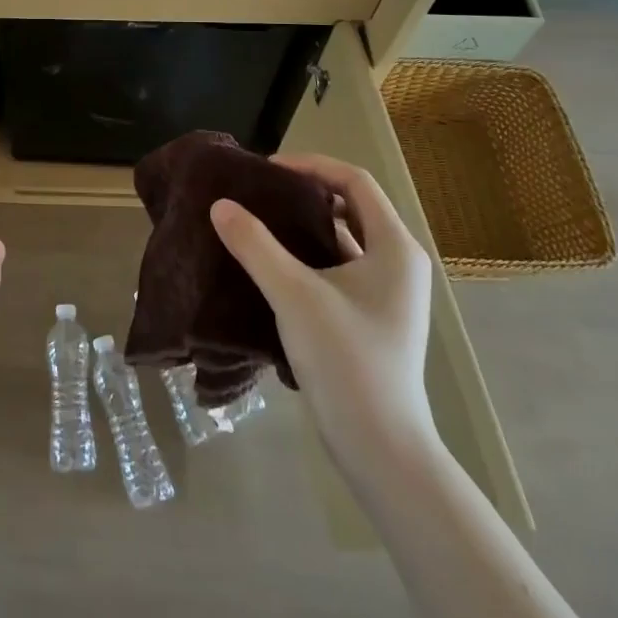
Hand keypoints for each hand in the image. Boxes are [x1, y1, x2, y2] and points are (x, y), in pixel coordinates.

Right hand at [210, 153, 436, 470]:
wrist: (382, 451)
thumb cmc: (347, 361)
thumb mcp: (294, 295)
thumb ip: (255, 245)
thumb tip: (219, 204)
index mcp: (395, 246)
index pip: (354, 180)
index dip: (310, 166)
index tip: (266, 171)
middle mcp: (399, 262)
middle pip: (350, 206)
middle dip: (304, 194)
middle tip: (259, 194)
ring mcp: (388, 293)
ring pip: (343, 239)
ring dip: (304, 227)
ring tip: (258, 224)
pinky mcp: (373, 317)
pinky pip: (340, 268)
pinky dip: (309, 257)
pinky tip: (272, 266)